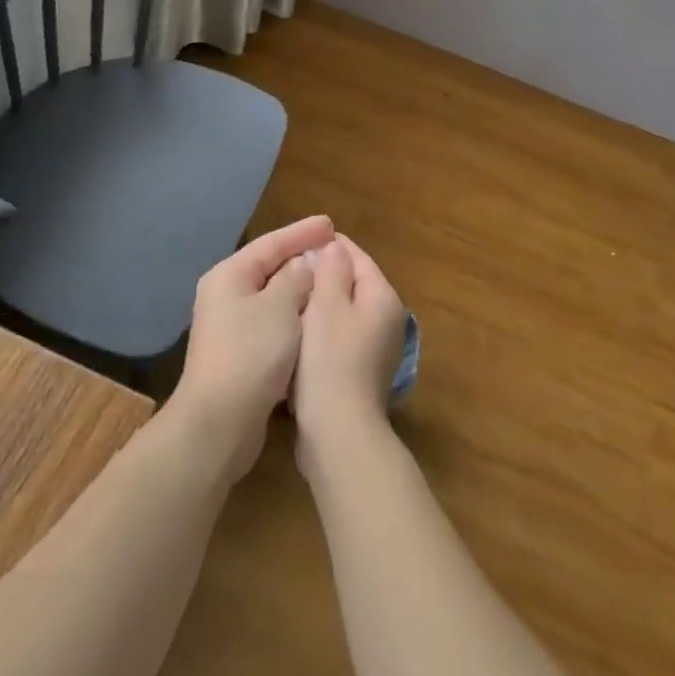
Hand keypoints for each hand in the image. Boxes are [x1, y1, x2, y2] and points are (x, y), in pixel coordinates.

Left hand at [168, 215, 331, 482]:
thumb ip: (296, 278)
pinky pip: (273, 322)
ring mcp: (231, 326)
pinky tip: (315, 318)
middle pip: (270, 267)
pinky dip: (295, 316)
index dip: (302, 232)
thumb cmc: (251, 354)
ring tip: (331, 280)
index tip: (331, 224)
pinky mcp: (240, 354)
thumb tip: (305, 263)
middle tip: (334, 250)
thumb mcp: (280, 307)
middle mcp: (226, 295)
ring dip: (300, 289)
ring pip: (273, 297)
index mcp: (230, 276)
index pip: (271, 243)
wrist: (219, 423)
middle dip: (302, 258)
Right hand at [293, 235, 407, 474]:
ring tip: (287, 299)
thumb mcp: (327, 305)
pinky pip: (339, 337)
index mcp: (383, 297)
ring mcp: (377, 348)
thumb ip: (331, 269)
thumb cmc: (330, 360)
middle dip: (321, 275)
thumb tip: (334, 246)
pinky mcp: (361, 371)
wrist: (338, 432)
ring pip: (343, 311)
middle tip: (288, 273)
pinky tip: (296, 335)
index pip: (356, 256)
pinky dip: (320, 331)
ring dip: (319, 305)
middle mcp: (387, 319)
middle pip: (351, 283)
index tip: (296, 244)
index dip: (327, 246)